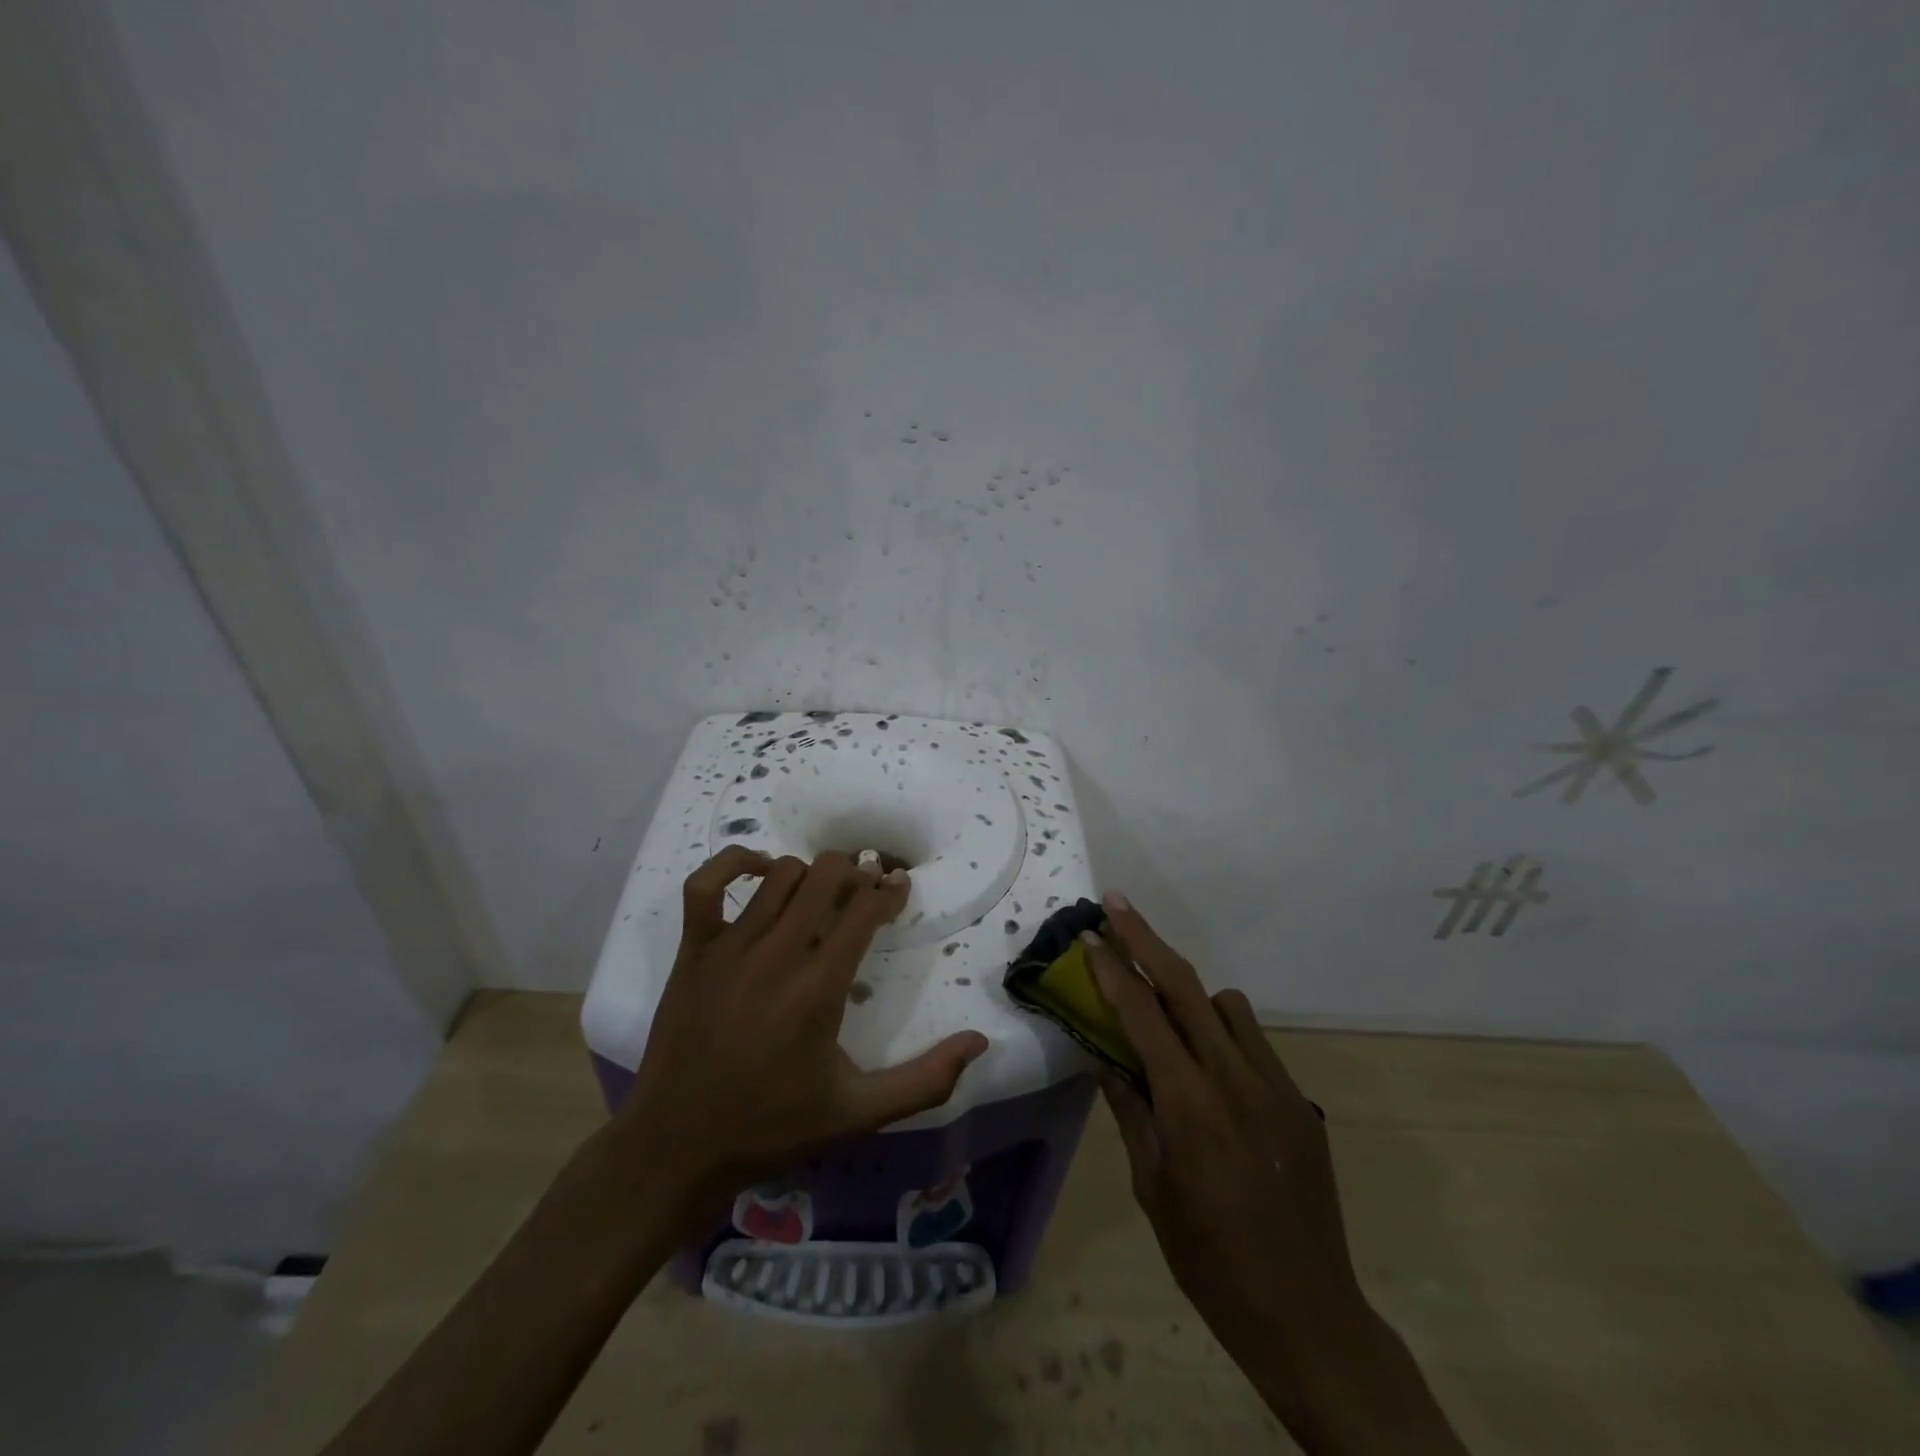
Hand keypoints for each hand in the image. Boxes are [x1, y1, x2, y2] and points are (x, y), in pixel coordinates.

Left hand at [618, 848, 989, 1214]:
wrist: (678, 1146)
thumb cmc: (773, 1127)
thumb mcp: (859, 1113)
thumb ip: (925, 1080)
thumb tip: (980, 1042)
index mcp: (818, 988)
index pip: (864, 910)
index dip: (889, 891)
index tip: (900, 890)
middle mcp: (776, 955)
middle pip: (825, 876)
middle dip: (856, 873)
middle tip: (865, 890)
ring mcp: (729, 947)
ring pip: (780, 875)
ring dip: (810, 874)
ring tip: (822, 892)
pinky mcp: (693, 950)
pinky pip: (705, 884)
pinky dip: (734, 865)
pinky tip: (759, 873)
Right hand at [1084, 893, 1464, 1453]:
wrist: (1306, 1312)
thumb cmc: (1208, 1257)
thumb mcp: (1151, 1187)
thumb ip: (1130, 1111)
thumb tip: (1105, 1058)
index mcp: (1190, 1105)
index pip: (1142, 1016)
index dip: (1112, 970)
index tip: (1089, 935)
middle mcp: (1235, 1079)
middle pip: (1185, 986)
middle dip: (1146, 939)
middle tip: (1117, 903)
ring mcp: (1275, 1086)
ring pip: (1226, 1005)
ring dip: (1189, 993)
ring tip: (1165, 1018)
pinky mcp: (1299, 1101)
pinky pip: (1253, 1040)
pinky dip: (1223, 1032)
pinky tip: (1210, 1068)